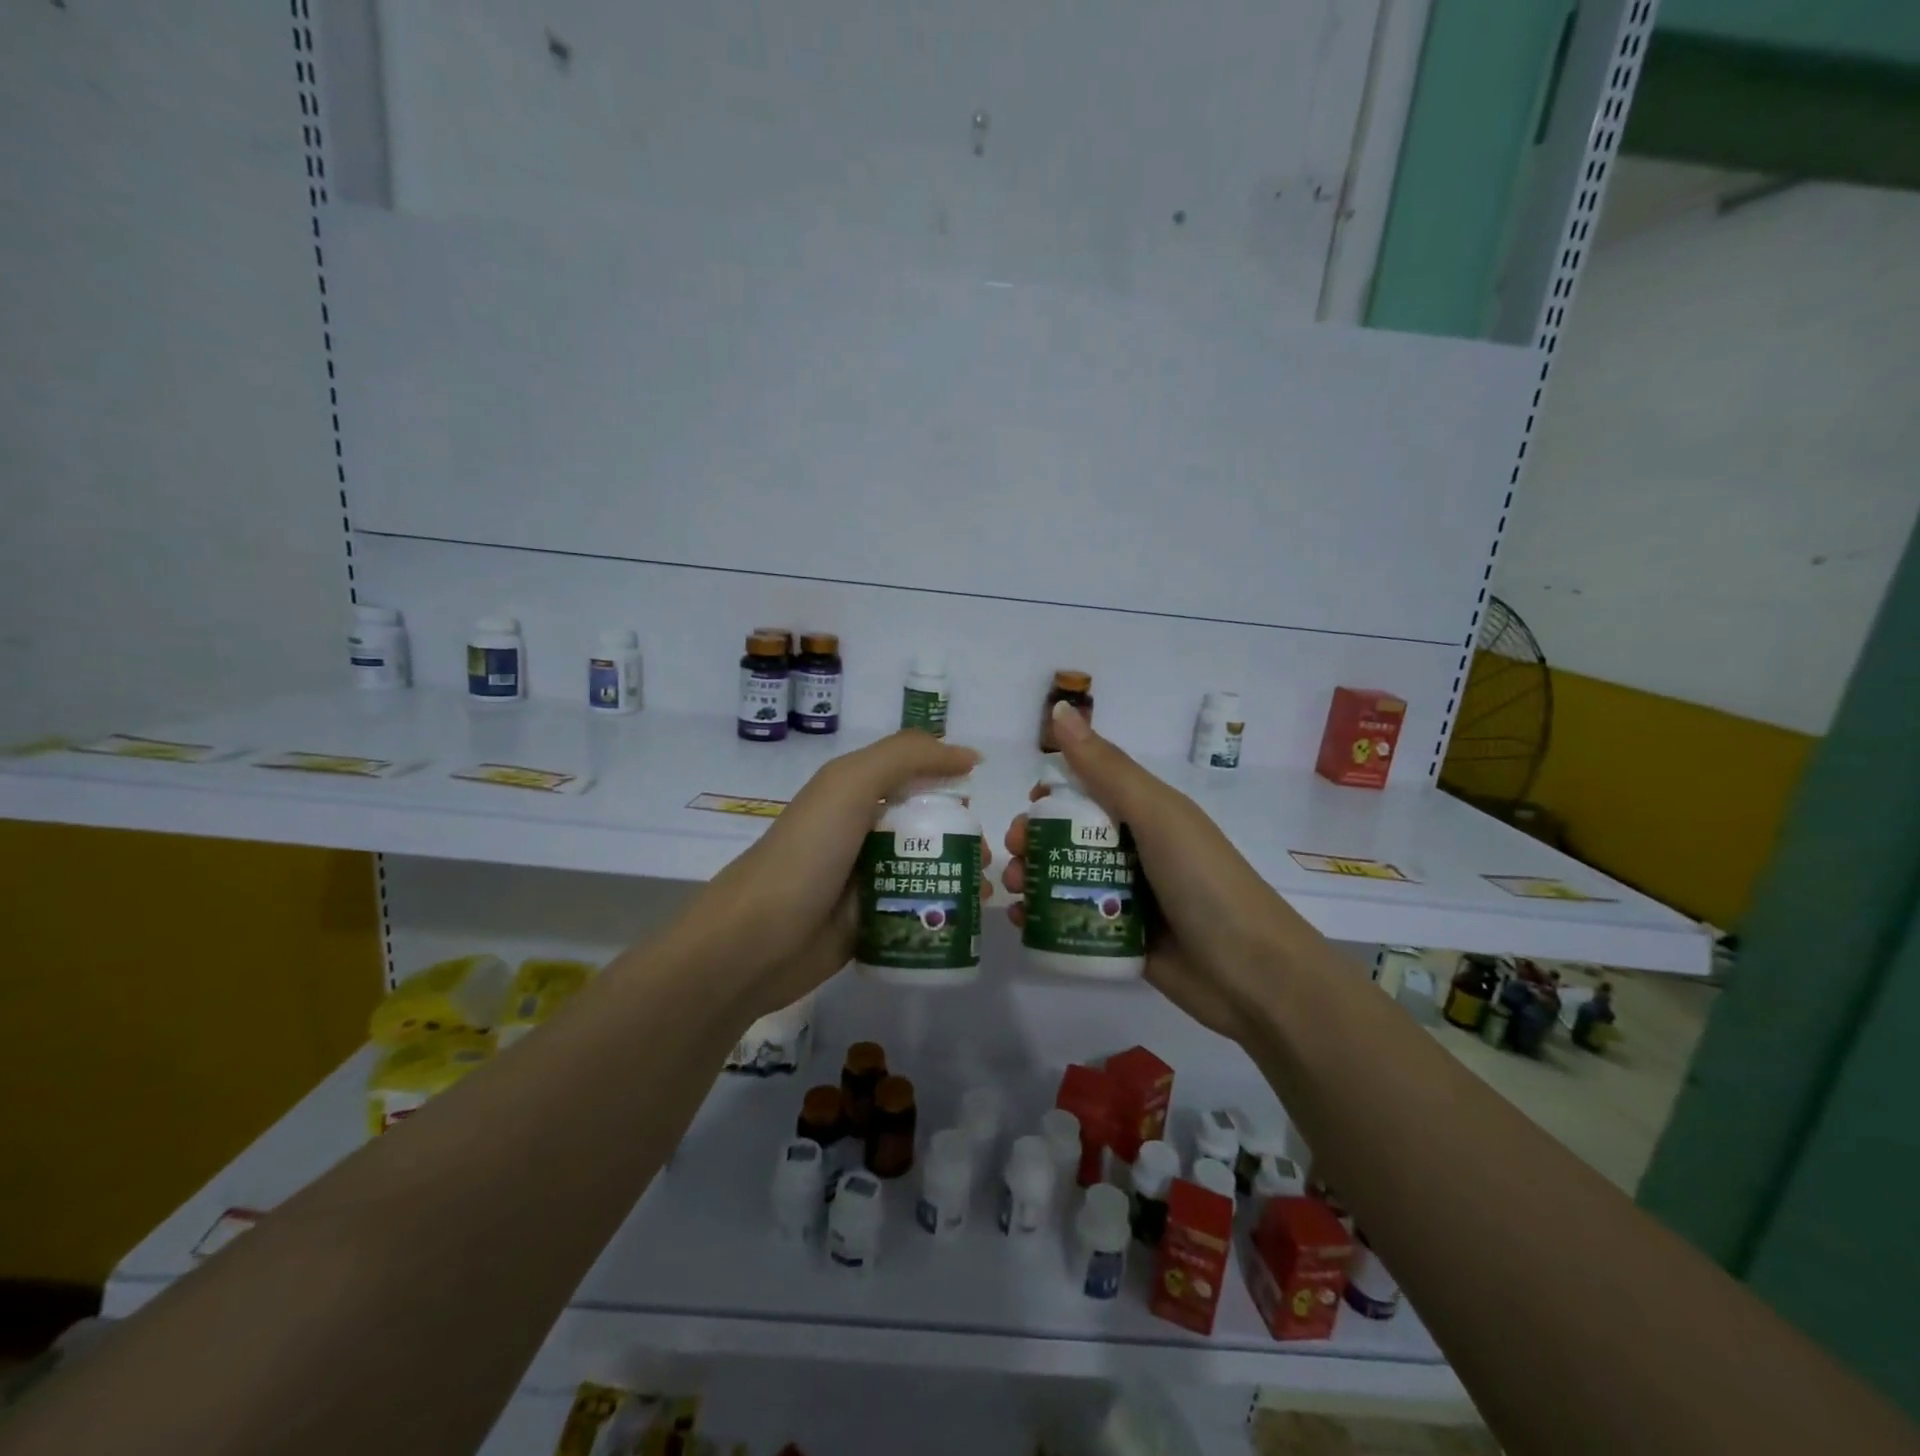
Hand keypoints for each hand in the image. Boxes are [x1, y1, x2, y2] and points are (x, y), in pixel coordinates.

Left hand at [674, 731, 991, 1021]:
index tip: (982, 794)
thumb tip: (968, 756)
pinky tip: (968, 920)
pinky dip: (944, 910)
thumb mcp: (849, 784)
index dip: (948, 779)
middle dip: (963, 834)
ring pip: (926, 868)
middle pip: (926, 824)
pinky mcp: (870, 922)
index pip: (913, 774)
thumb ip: (906, 756)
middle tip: (986, 855)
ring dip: (961, 874)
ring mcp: (866, 879)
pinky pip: (916, 909)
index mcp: (854, 793)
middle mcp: (862, 831)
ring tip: (984, 892)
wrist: (756, 942)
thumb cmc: (807, 854)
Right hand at [1002, 704, 1304, 1042]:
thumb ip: (1106, 767)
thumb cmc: (1203, 880)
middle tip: (1012, 853)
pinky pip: (1073, 920)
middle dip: (1033, 840)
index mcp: (1146, 813)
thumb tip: (1060, 709)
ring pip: (1066, 878)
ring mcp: (1128, 897)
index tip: (1029, 808)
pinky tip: (1020, 922)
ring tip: (1014, 890)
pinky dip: (1043, 917)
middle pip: (1070, 836)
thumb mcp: (1156, 814)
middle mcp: (1135, 850)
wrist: (1252, 974)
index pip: (1088, 791)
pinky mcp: (1121, 938)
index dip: (1053, 795)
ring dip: (1032, 877)